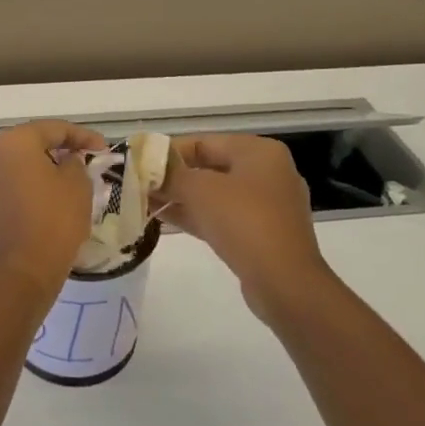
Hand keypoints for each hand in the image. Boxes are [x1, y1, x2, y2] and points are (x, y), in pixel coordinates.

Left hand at [0, 120, 105, 299]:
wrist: (22, 271)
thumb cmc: (54, 220)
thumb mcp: (77, 184)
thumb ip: (74, 162)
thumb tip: (66, 161)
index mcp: (14, 142)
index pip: (53, 129)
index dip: (82, 135)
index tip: (103, 148)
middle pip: (33, 145)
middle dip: (61, 150)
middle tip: (87, 160)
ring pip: (21, 167)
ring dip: (45, 170)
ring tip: (72, 181)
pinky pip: (13, 188)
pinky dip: (32, 188)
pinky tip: (52, 201)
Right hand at [155, 134, 334, 323]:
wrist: (285, 283)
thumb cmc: (243, 221)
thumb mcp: (199, 190)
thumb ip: (169, 173)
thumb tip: (144, 164)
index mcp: (259, 152)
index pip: (204, 142)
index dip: (168, 152)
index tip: (139, 163)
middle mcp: (267, 172)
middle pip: (209, 167)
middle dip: (173, 177)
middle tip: (139, 184)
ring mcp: (268, 206)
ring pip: (214, 194)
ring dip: (180, 197)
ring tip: (144, 201)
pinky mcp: (263, 234)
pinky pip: (223, 216)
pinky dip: (195, 215)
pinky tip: (163, 219)